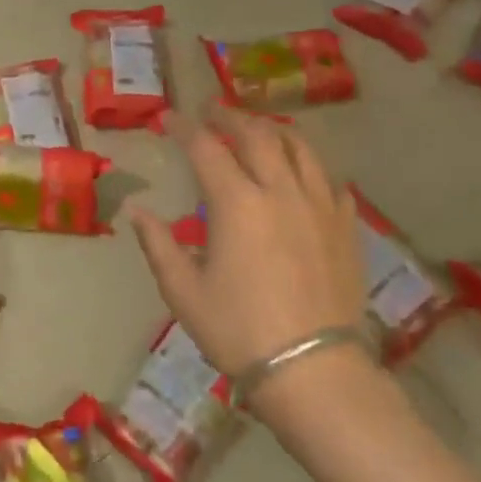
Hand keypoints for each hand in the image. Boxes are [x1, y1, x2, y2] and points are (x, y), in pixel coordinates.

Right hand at [128, 105, 364, 378]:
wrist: (313, 370)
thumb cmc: (238, 330)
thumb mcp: (182, 290)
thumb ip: (157, 243)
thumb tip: (135, 210)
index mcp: (236, 203)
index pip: (205, 148)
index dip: (183, 127)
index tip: (167, 117)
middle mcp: (280, 191)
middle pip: (256, 135)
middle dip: (230, 117)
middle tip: (212, 111)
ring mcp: (319, 206)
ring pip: (300, 148)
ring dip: (274, 130)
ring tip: (258, 128)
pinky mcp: (345, 227)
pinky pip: (330, 180)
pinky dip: (310, 165)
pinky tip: (303, 172)